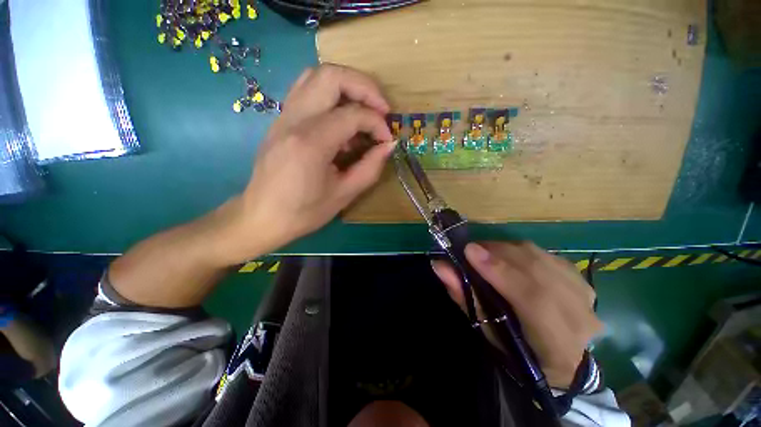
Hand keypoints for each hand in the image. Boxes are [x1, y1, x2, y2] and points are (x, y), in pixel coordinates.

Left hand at [229, 65, 395, 257]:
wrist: (261, 217)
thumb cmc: (303, 212)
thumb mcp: (344, 195)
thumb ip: (370, 168)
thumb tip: (388, 145)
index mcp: (310, 143)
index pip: (352, 114)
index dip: (377, 123)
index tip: (386, 139)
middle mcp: (294, 120)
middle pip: (331, 76)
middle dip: (364, 86)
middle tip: (381, 109)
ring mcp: (283, 116)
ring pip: (316, 75)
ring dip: (346, 85)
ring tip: (363, 109)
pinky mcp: (281, 120)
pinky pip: (306, 90)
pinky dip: (330, 94)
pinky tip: (341, 118)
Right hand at [431, 241, 602, 388]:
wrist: (560, 357)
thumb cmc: (516, 350)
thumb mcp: (486, 330)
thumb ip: (464, 296)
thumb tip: (439, 265)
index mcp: (556, 344)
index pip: (532, 299)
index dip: (499, 271)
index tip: (470, 251)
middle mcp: (579, 316)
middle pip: (536, 270)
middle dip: (498, 254)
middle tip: (471, 249)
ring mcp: (585, 295)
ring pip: (540, 257)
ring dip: (506, 250)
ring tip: (485, 252)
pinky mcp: (581, 278)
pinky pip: (544, 253)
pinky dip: (520, 251)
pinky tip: (507, 257)